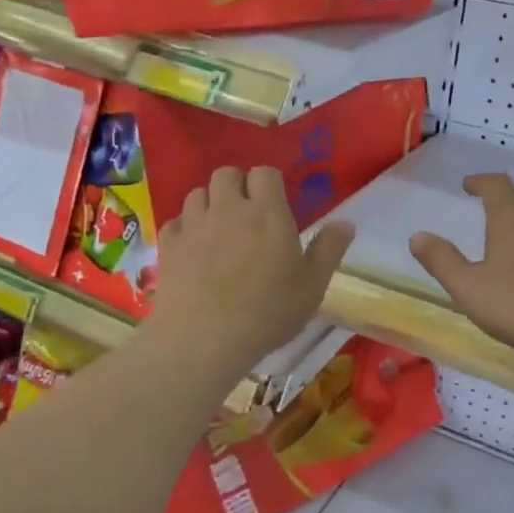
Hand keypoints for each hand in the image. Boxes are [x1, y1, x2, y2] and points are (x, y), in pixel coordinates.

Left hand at [150, 165, 353, 375]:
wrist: (203, 339)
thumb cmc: (267, 313)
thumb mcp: (312, 287)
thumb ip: (329, 250)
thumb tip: (346, 222)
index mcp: (267, 213)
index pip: (265, 173)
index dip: (269, 184)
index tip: (275, 206)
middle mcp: (228, 208)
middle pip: (226, 173)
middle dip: (237, 186)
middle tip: (246, 215)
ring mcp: (193, 225)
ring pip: (197, 193)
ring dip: (209, 204)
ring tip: (218, 231)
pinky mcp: (167, 245)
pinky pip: (175, 221)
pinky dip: (184, 228)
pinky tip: (193, 249)